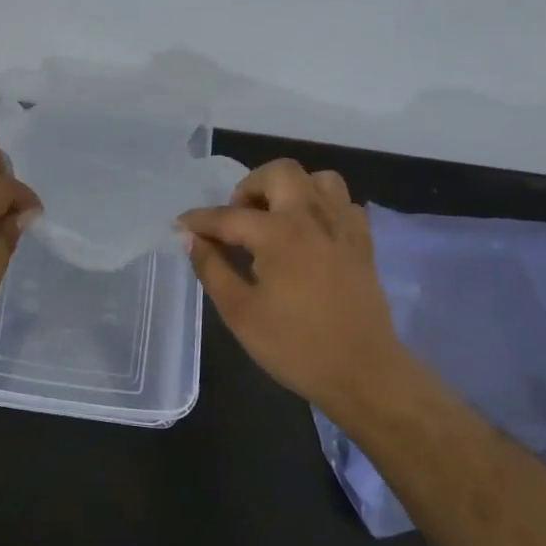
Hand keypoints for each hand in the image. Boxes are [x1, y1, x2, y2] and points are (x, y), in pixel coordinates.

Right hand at [177, 159, 407, 413]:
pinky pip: (342, 204)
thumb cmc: (295, 346)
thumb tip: (192, 239)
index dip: (200, 220)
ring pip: (318, 179)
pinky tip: (308, 235)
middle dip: (250, 187)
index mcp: (279, 233)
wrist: (364, 373)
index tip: (181, 224)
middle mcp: (312, 217)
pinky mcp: (362, 243)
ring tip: (274, 220)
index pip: (229, 216)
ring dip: (290, 190)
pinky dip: (321, 208)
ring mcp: (342, 227)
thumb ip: (212, 269)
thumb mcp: (240, 312)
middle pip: (280, 172)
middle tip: (237, 219)